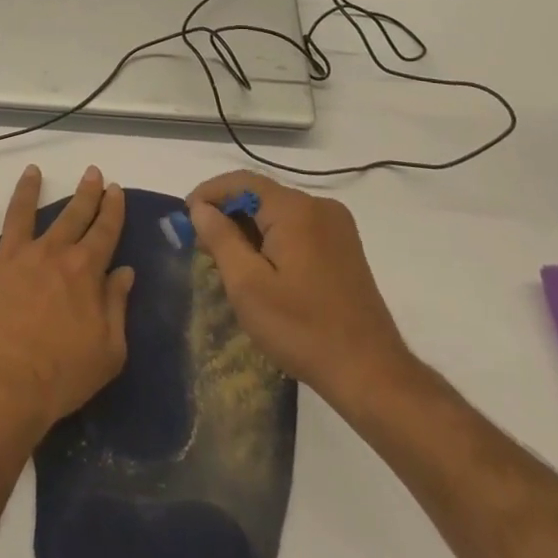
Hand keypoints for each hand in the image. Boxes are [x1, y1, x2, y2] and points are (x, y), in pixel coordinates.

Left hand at [0, 165, 133, 449]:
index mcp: (84, 271)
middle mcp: (49, 253)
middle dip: (85, 192)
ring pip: (22, 212)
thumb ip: (117, 306)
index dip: (112, 208)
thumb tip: (125, 272)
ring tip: (33, 170)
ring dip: (28, 189)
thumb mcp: (108, 351)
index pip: (104, 231)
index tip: (115, 188)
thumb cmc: (60, 377)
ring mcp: (11, 257)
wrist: (1, 388)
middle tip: (92, 172)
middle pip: (71, 215)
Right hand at [186, 171, 415, 403]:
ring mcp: (337, 227)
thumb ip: (220, 238)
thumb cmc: (302, 329)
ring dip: (249, 228)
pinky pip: (297, 228)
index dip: (208, 194)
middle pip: (261, 195)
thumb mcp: (247, 285)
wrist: (371, 374)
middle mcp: (319, 206)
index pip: (241, 182)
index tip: (185, 219)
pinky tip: (260, 268)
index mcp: (296, 209)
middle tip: (201, 244)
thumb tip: (200, 208)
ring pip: (278, 213)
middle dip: (227, 214)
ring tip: (226, 260)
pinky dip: (272, 238)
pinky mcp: (344, 248)